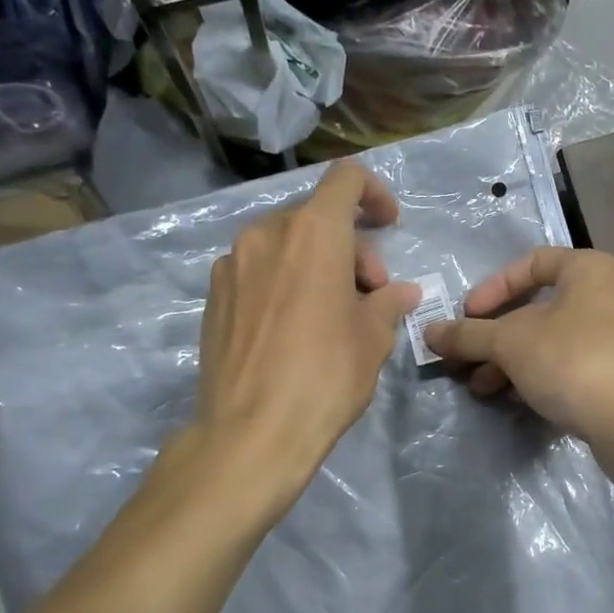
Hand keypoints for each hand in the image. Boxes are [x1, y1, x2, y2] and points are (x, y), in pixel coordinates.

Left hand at [194, 162, 418, 500]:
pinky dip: (283, 282)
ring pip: (284, 245)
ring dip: (315, 265)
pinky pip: (257, 271)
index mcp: (312, 233)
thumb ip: (387, 304)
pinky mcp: (213, 296)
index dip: (374, 194)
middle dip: (350, 248)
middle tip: (368, 296)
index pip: (345, 179)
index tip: (389, 226)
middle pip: (316, 218)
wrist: (251, 432)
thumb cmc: (325, 378)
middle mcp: (265, 235)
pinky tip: (292, 328)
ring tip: (330, 314)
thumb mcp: (372, 340)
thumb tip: (400, 293)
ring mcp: (231, 264)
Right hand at [423, 247, 613, 443]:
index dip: (493, 287)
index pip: (532, 263)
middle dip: (496, 336)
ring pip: (553, 341)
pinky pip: (572, 366)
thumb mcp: (509, 343)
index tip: (468, 315)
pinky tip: (516, 399)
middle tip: (467, 359)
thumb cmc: (572, 360)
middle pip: (540, 308)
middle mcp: (611, 296)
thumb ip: (468, 335)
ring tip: (482, 387)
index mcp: (590, 270)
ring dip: (512, 361)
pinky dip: (540, 376)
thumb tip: (429, 332)